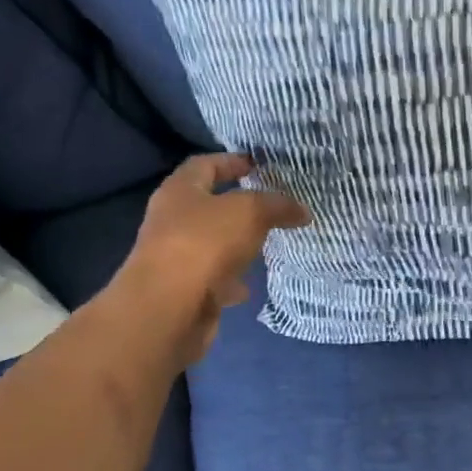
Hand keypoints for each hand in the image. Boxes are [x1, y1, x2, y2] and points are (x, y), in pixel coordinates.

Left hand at [114, 154, 309, 364]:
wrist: (169, 308)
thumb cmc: (205, 245)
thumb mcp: (249, 213)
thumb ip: (277, 206)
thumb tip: (302, 210)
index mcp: (180, 191)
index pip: (205, 164)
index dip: (232, 161)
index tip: (260, 166)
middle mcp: (172, 220)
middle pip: (207, 205)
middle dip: (238, 206)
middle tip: (272, 207)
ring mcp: (176, 257)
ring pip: (212, 244)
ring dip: (236, 244)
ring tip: (267, 245)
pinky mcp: (185, 290)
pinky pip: (213, 278)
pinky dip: (231, 280)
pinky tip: (250, 286)